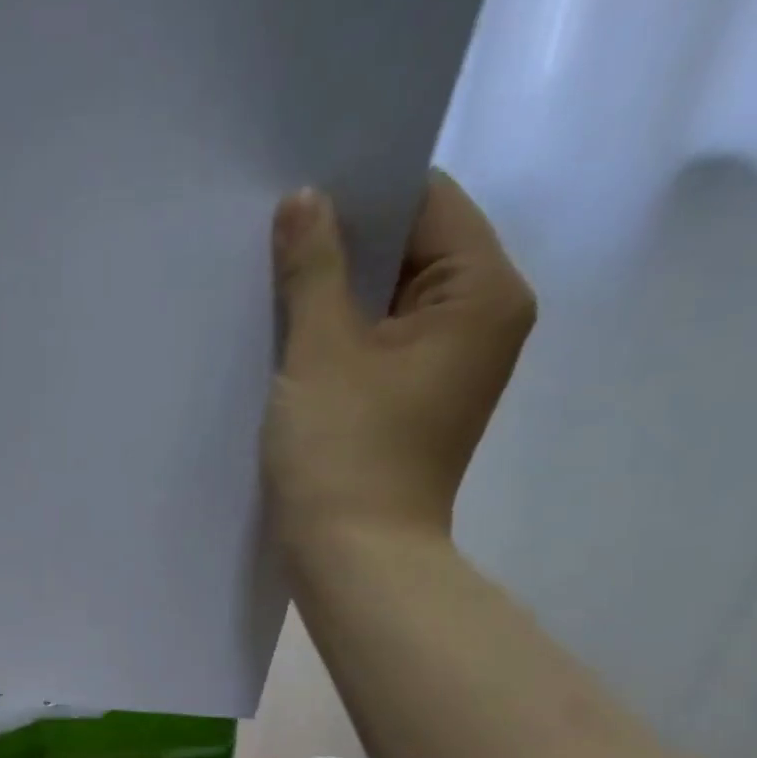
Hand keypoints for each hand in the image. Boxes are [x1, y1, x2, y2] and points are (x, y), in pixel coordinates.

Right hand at [263, 173, 535, 564]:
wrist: (353, 563)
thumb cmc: (343, 456)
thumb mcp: (320, 352)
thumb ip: (313, 267)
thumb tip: (304, 200)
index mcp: (482, 292)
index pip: (425, 201)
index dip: (359, 194)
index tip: (296, 198)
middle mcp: (482, 321)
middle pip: (409, 251)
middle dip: (343, 249)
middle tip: (274, 243)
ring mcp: (450, 368)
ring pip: (388, 304)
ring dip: (335, 299)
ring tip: (274, 292)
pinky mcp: (416, 405)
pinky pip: (378, 348)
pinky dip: (340, 341)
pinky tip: (292, 344)